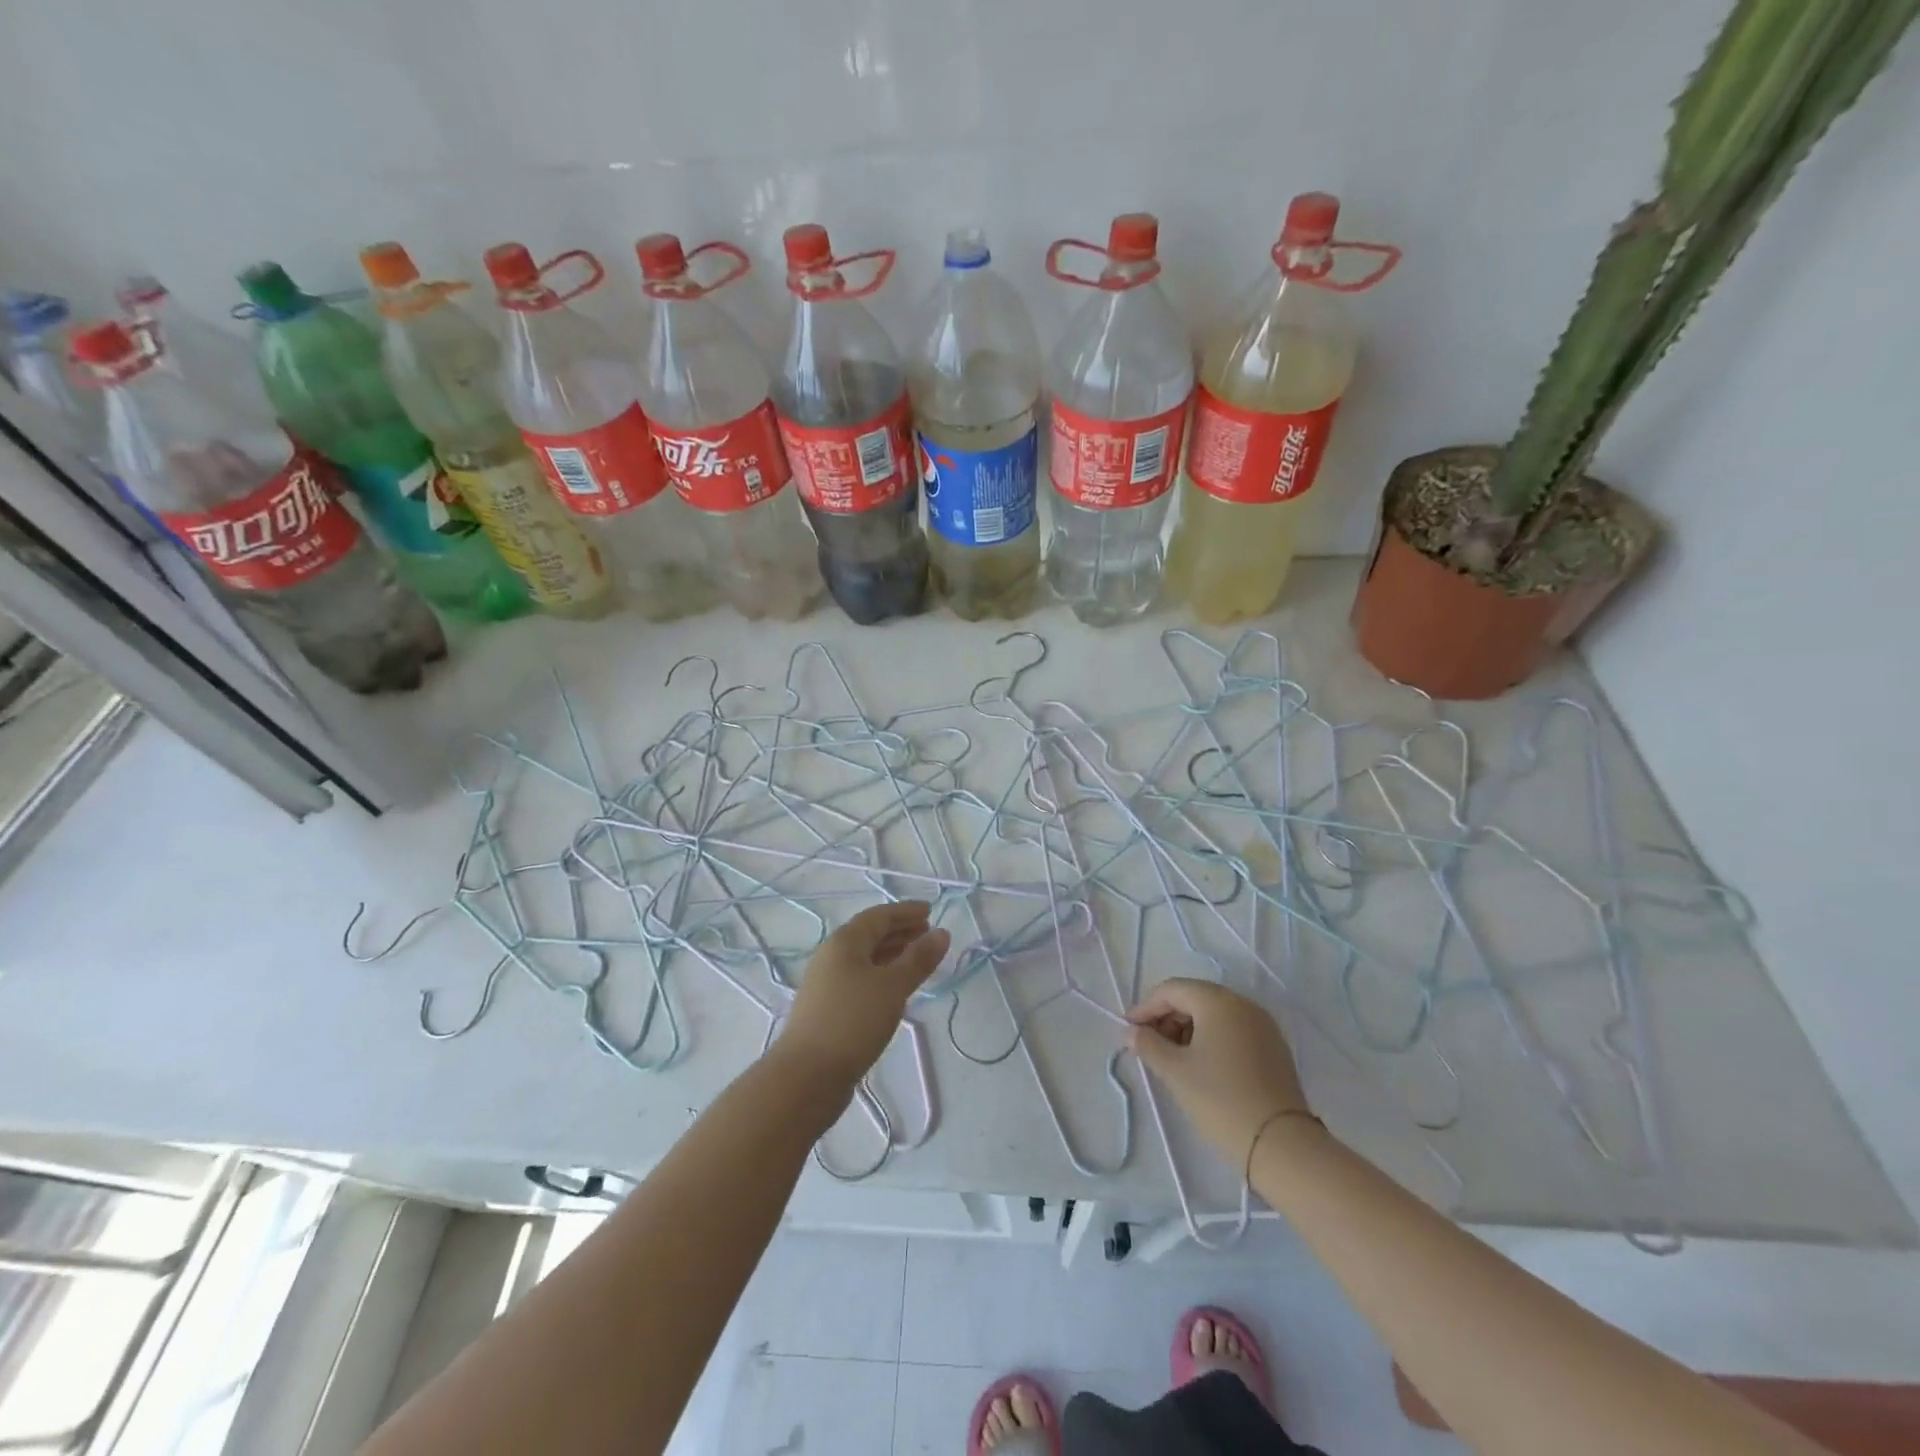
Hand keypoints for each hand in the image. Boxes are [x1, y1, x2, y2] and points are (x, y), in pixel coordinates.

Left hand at [777, 901, 950, 1091]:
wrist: (807, 1075)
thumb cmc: (853, 1021)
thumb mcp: (892, 986)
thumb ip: (918, 959)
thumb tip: (941, 933)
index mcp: (844, 941)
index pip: (879, 916)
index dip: (906, 911)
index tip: (931, 911)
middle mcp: (832, 956)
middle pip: (870, 934)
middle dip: (900, 931)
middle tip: (928, 933)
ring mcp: (827, 983)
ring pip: (865, 958)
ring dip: (892, 953)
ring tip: (918, 959)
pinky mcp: (828, 1008)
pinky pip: (861, 979)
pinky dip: (882, 975)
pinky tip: (896, 990)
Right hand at [1127, 978, 1310, 1165]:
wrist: (1281, 1145)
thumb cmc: (1220, 1100)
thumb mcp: (1175, 1071)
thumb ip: (1148, 1044)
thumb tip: (1130, 1031)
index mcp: (1218, 1001)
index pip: (1171, 990)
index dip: (1146, 1008)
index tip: (1128, 1031)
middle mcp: (1242, 1004)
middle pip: (1194, 997)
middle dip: (1167, 1017)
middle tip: (1148, 1045)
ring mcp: (1262, 1025)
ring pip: (1214, 1014)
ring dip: (1188, 1029)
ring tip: (1172, 1058)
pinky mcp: (1273, 1047)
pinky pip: (1233, 1030)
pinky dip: (1211, 1039)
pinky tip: (1201, 1064)